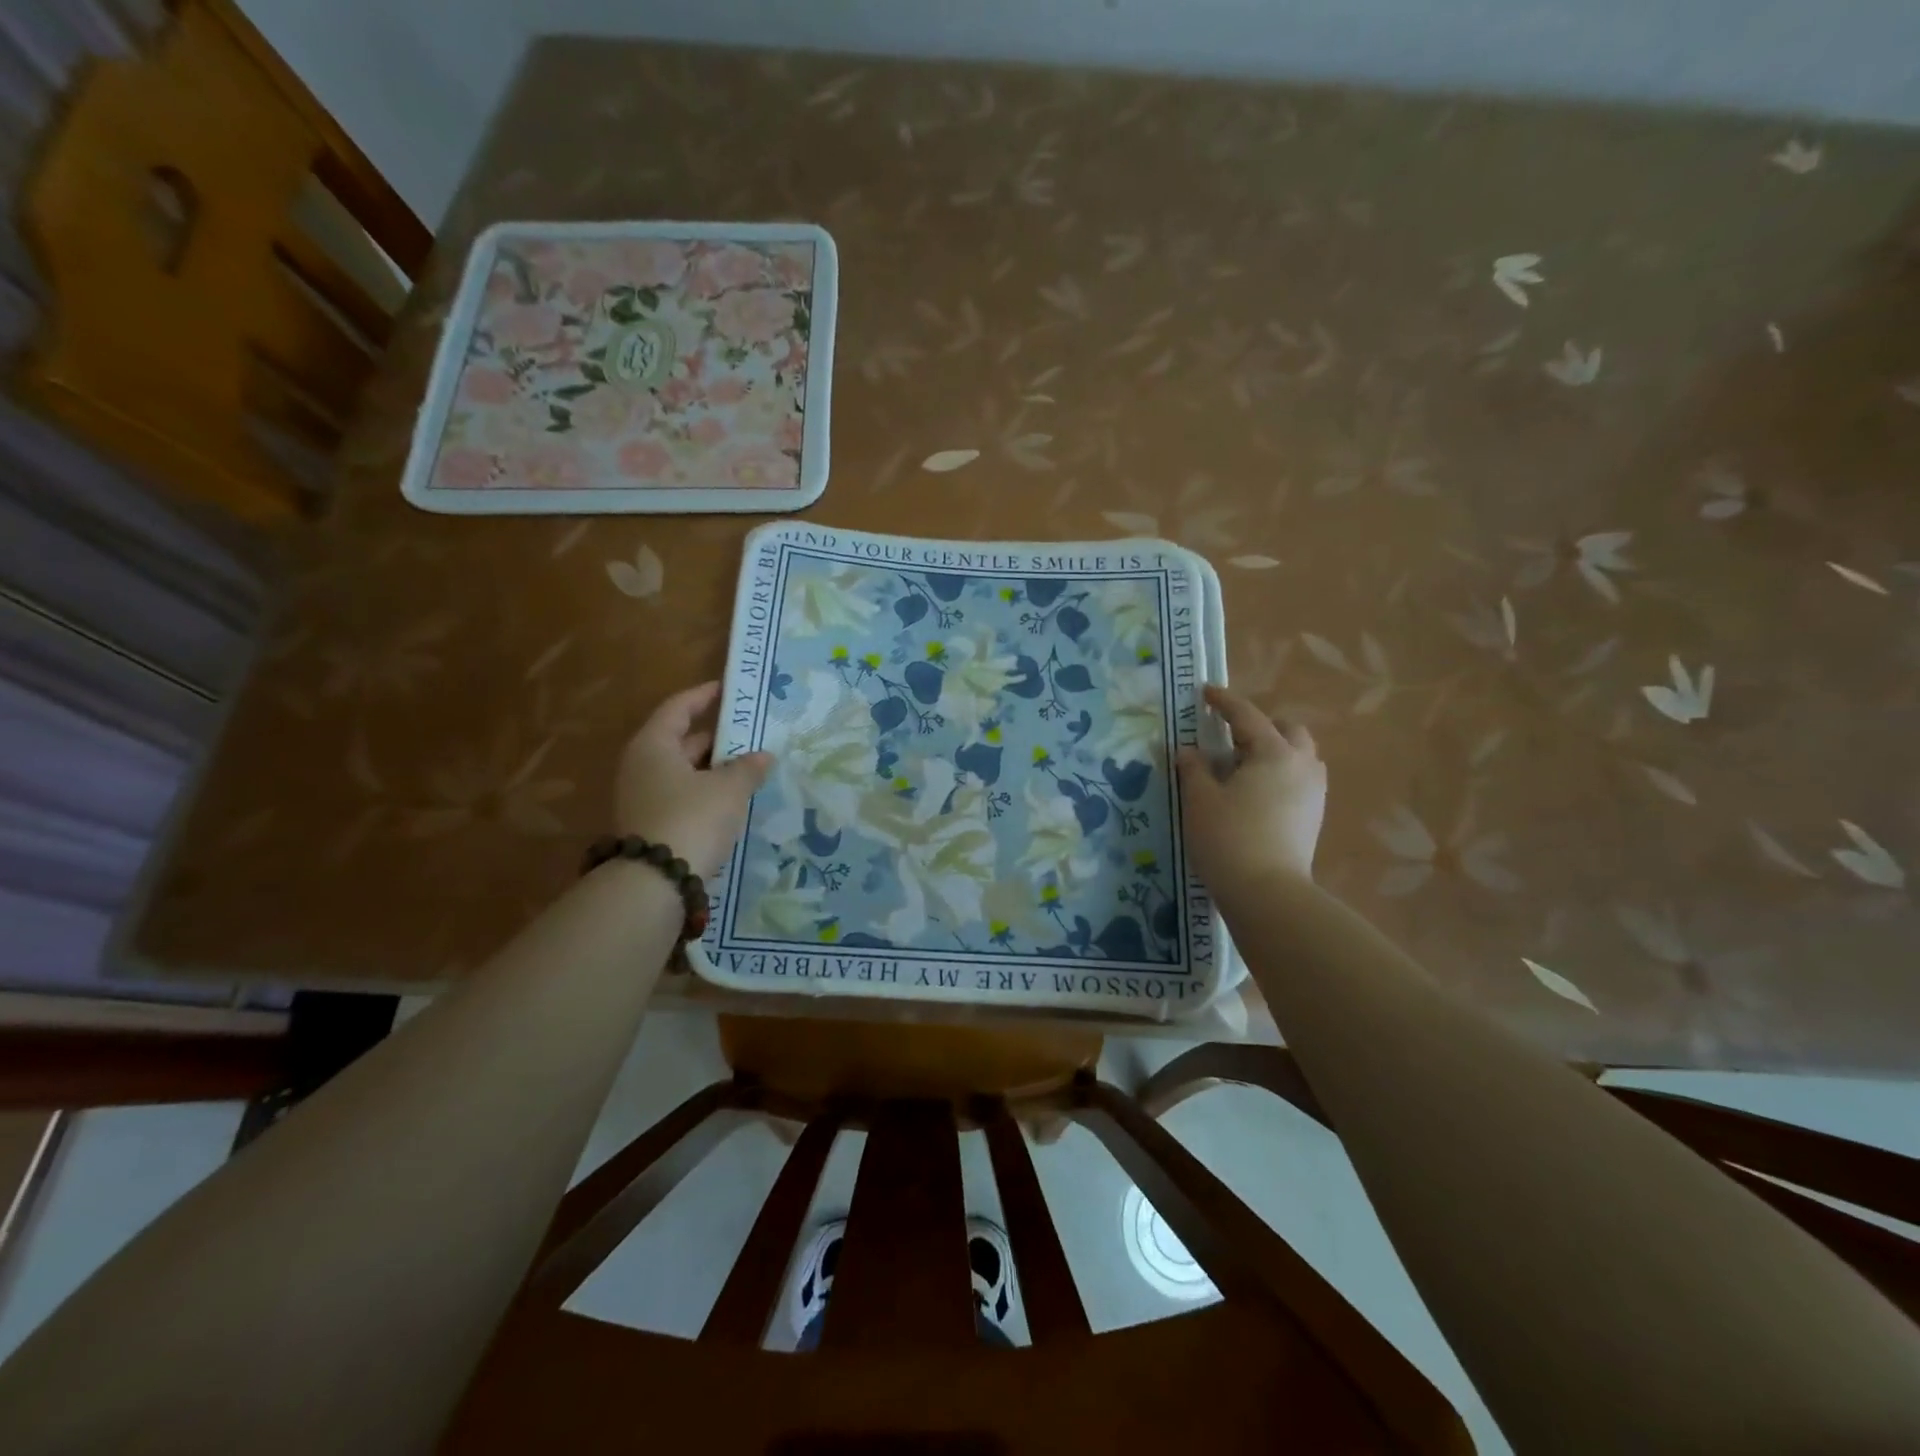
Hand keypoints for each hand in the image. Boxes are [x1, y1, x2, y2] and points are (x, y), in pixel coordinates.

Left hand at [616, 682, 772, 877]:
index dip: (703, 696)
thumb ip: (748, 768)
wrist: (655, 883)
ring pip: (684, 772)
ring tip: (750, 767)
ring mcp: (643, 797)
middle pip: (681, 741)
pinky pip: (683, 796)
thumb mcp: (728, 790)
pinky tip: (733, 799)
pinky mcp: (651, 825)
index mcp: (653, 746)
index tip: (727, 690)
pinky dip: (707, 792)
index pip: (678, 708)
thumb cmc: (691, 819)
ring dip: (714, 769)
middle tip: (751, 734)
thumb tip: (764, 755)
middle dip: (717, 738)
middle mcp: (642, 766)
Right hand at [1176, 684, 1326, 896]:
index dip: (1223, 701)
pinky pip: (1300, 779)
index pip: (1247, 716)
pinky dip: (1280, 773)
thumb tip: (1189, 751)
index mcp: (1274, 753)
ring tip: (1243, 766)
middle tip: (1229, 738)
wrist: (1268, 894)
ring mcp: (1314, 792)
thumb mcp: (1199, 800)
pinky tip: (1256, 793)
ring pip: (1299, 755)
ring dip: (1275, 750)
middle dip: (1261, 726)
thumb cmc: (1228, 839)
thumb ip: (1193, 769)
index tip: (1205, 692)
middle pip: (1288, 730)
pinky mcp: (1314, 816)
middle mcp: (1302, 765)